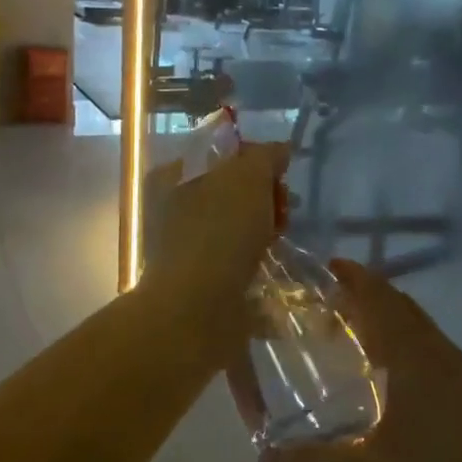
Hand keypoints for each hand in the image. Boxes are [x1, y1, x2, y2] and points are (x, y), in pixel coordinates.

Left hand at [141, 139, 287, 314]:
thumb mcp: (247, 177)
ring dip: (265, 233)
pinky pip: (239, 264)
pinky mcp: (204, 284)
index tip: (281, 173)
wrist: (198, 311)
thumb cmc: (220, 232)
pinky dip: (260, 266)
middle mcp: (174, 210)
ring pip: (237, 229)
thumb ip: (265, 157)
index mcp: (174, 177)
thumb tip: (280, 151)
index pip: (220, 154)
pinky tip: (277, 268)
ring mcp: (187, 249)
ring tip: (285, 241)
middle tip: (287, 209)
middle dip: (265, 198)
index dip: (255, 158)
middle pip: (232, 192)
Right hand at [227, 259, 461, 461]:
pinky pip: (432, 356)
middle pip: (403, 311)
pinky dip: (404, 349)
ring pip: (420, 334)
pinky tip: (388, 382)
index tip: (327, 267)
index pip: (383, 302)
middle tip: (327, 302)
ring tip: (351, 336)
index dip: (356, 280)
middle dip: (368, 298)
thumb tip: (262, 459)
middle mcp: (444, 359)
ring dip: (388, 324)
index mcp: (418, 360)